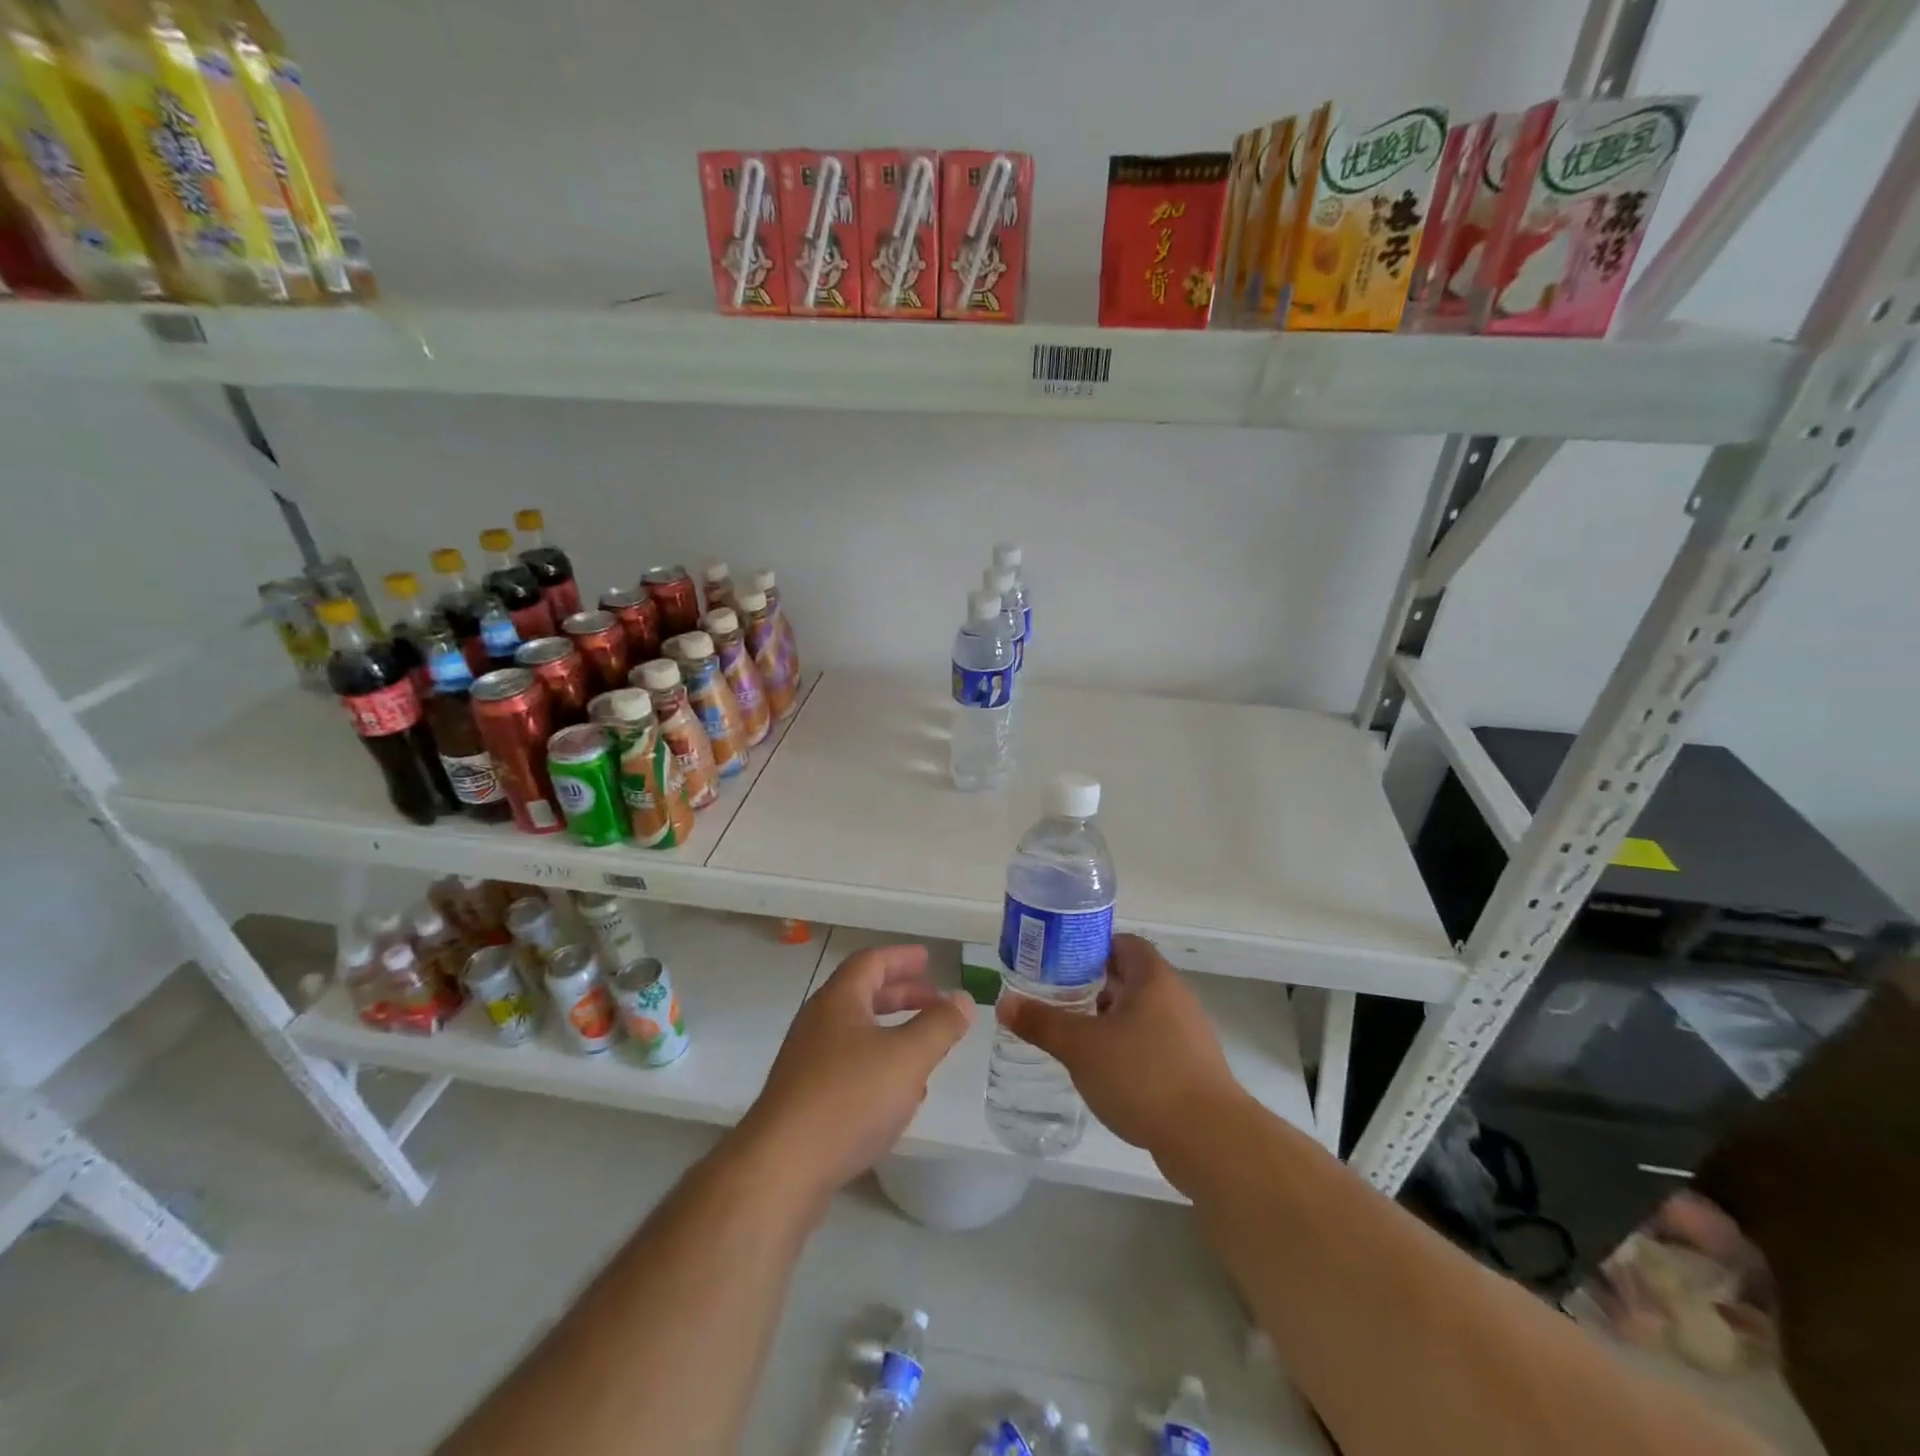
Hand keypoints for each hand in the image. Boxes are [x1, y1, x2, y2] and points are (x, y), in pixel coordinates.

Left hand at [739, 943, 971, 1205]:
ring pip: (857, 1033)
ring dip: (892, 1031)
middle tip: (934, 1000)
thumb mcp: (908, 1057)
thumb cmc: (849, 1099)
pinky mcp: (804, 1099)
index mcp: (838, 1001)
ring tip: (925, 1046)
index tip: (929, 959)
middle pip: (863, 995)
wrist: (781, 1170)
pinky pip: (848, 1066)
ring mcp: (807, 1062)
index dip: (902, 958)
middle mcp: (818, 1023)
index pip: (871, 962)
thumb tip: (962, 998)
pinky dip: (878, 1065)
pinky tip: (898, 1094)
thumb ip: (940, 1025)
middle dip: (902, 994)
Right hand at [995, 934, 1245, 1161]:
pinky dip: (1127, 1048)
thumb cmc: (1143, 1075)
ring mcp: (1188, 1033)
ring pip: (1141, 1013)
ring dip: (1109, 1019)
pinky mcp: (1192, 1067)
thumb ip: (1042, 1022)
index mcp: (1153, 978)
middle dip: (1092, 985)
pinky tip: (1104, 1071)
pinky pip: (1153, 1043)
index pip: (1122, 943)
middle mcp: (1175, 997)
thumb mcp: (1081, 1047)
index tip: (1059, 962)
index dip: (1090, 947)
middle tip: (1056, 997)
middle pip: (1130, 977)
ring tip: (1074, 1035)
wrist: (1209, 1139)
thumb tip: (1004, 1002)